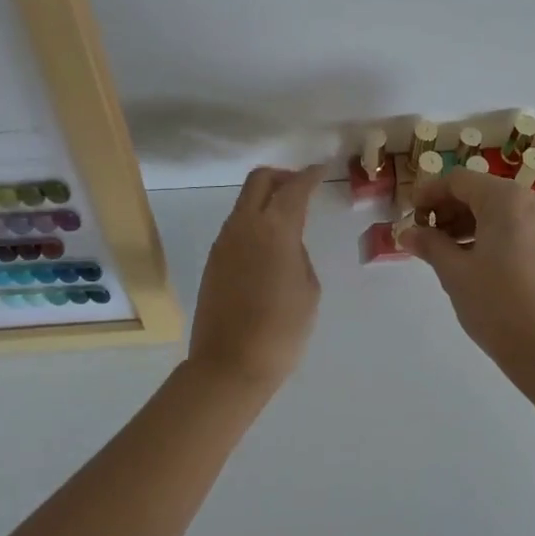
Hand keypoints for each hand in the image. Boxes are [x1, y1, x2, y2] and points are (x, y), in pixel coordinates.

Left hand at [188, 165, 327, 391]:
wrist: (229, 365)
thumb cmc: (281, 329)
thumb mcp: (308, 288)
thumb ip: (299, 254)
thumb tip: (287, 245)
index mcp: (276, 227)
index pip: (294, 187)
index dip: (310, 175)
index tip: (321, 170)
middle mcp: (245, 224)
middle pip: (260, 180)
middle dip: (282, 177)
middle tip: (302, 188)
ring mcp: (224, 241)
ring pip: (245, 201)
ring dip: (266, 199)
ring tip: (288, 219)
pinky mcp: (213, 259)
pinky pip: (236, 225)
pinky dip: (255, 221)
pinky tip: (269, 245)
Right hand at [404, 168, 534, 375]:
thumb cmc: (499, 308)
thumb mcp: (455, 274)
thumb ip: (430, 244)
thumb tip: (407, 233)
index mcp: (507, 199)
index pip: (459, 180)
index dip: (429, 193)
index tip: (409, 215)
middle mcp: (532, 199)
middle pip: (480, 190)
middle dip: (448, 208)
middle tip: (422, 233)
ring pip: (497, 207)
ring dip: (467, 220)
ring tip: (440, 247)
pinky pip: (514, 223)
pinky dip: (489, 231)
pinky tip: (468, 254)